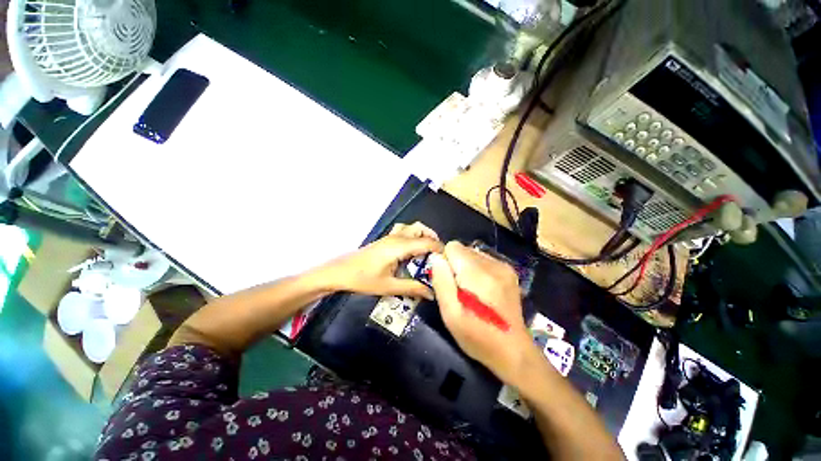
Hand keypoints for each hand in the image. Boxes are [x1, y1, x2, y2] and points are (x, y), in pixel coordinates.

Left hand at [320, 222, 442, 299]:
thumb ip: (412, 288)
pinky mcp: (386, 239)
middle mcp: (397, 237)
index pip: (427, 242)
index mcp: (399, 246)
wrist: (340, 272)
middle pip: (420, 228)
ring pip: (412, 228)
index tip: (449, 260)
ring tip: (428, 252)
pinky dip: (413, 236)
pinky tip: (412, 251)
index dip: (440, 249)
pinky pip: (404, 231)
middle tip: (438, 256)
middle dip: (433, 238)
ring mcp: (390, 236)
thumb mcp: (389, 287)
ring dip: (423, 235)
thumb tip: (432, 294)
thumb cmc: (363, 279)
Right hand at [430, 241, 534, 383]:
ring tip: (470, 291)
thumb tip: (436, 258)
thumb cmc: (477, 337)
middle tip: (458, 290)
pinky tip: (482, 290)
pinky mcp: (509, 271)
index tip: (448, 282)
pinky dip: (477, 270)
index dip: (445, 262)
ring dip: (466, 267)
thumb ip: (442, 282)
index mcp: (478, 275)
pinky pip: (484, 259)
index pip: (453, 247)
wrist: (513, 351)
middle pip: (463, 249)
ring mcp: (504, 267)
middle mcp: (493, 265)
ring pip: (473, 253)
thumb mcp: (451, 315)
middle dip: (455, 265)